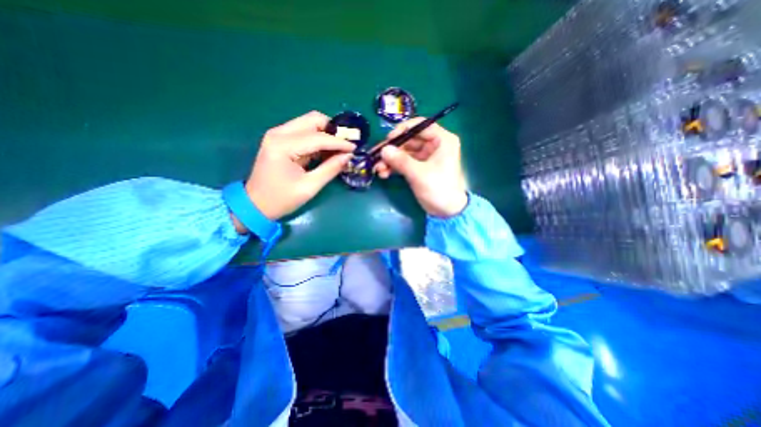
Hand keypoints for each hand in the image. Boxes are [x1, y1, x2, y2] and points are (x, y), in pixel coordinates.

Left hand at [238, 113, 355, 227]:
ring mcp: (279, 134)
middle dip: (333, 130)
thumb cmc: (281, 199)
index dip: (339, 142)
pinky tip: (327, 151)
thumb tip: (348, 156)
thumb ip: (330, 169)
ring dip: (327, 133)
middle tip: (346, 145)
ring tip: (339, 149)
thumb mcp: (309, 187)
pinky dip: (319, 139)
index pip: (318, 137)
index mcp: (283, 145)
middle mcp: (279, 133)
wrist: (255, 204)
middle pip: (313, 120)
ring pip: (309, 123)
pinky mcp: (281, 140)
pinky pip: (305, 132)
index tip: (355, 148)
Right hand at [374, 117, 467, 216]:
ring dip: (390, 160)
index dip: (403, 130)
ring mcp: (425, 157)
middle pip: (409, 140)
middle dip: (392, 149)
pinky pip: (404, 162)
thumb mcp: (419, 174)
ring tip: (378, 169)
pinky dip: (394, 167)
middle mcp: (434, 145)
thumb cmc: (439, 189)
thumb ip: (401, 161)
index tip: (388, 139)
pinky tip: (383, 174)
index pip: (420, 125)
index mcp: (441, 140)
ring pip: (404, 152)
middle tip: (376, 156)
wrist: (447, 211)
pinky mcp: (419, 167)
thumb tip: (383, 150)